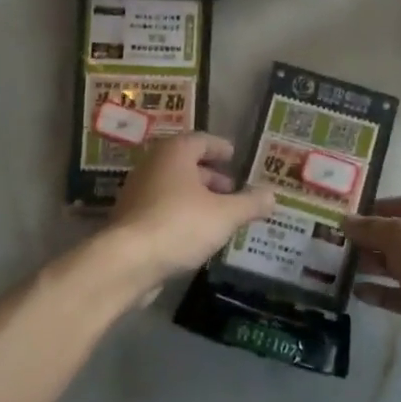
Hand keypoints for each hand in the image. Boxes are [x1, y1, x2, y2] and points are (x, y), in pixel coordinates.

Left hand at [105, 133, 274, 284]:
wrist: (127, 260)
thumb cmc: (180, 224)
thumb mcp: (226, 215)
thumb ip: (250, 203)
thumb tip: (273, 195)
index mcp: (174, 153)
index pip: (200, 140)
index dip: (219, 148)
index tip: (234, 156)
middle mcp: (152, 166)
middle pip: (185, 164)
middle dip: (210, 175)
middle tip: (232, 188)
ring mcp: (137, 193)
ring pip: (173, 187)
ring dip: (196, 196)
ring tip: (220, 214)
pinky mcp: (130, 219)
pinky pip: (162, 208)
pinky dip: (181, 213)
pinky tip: (197, 233)